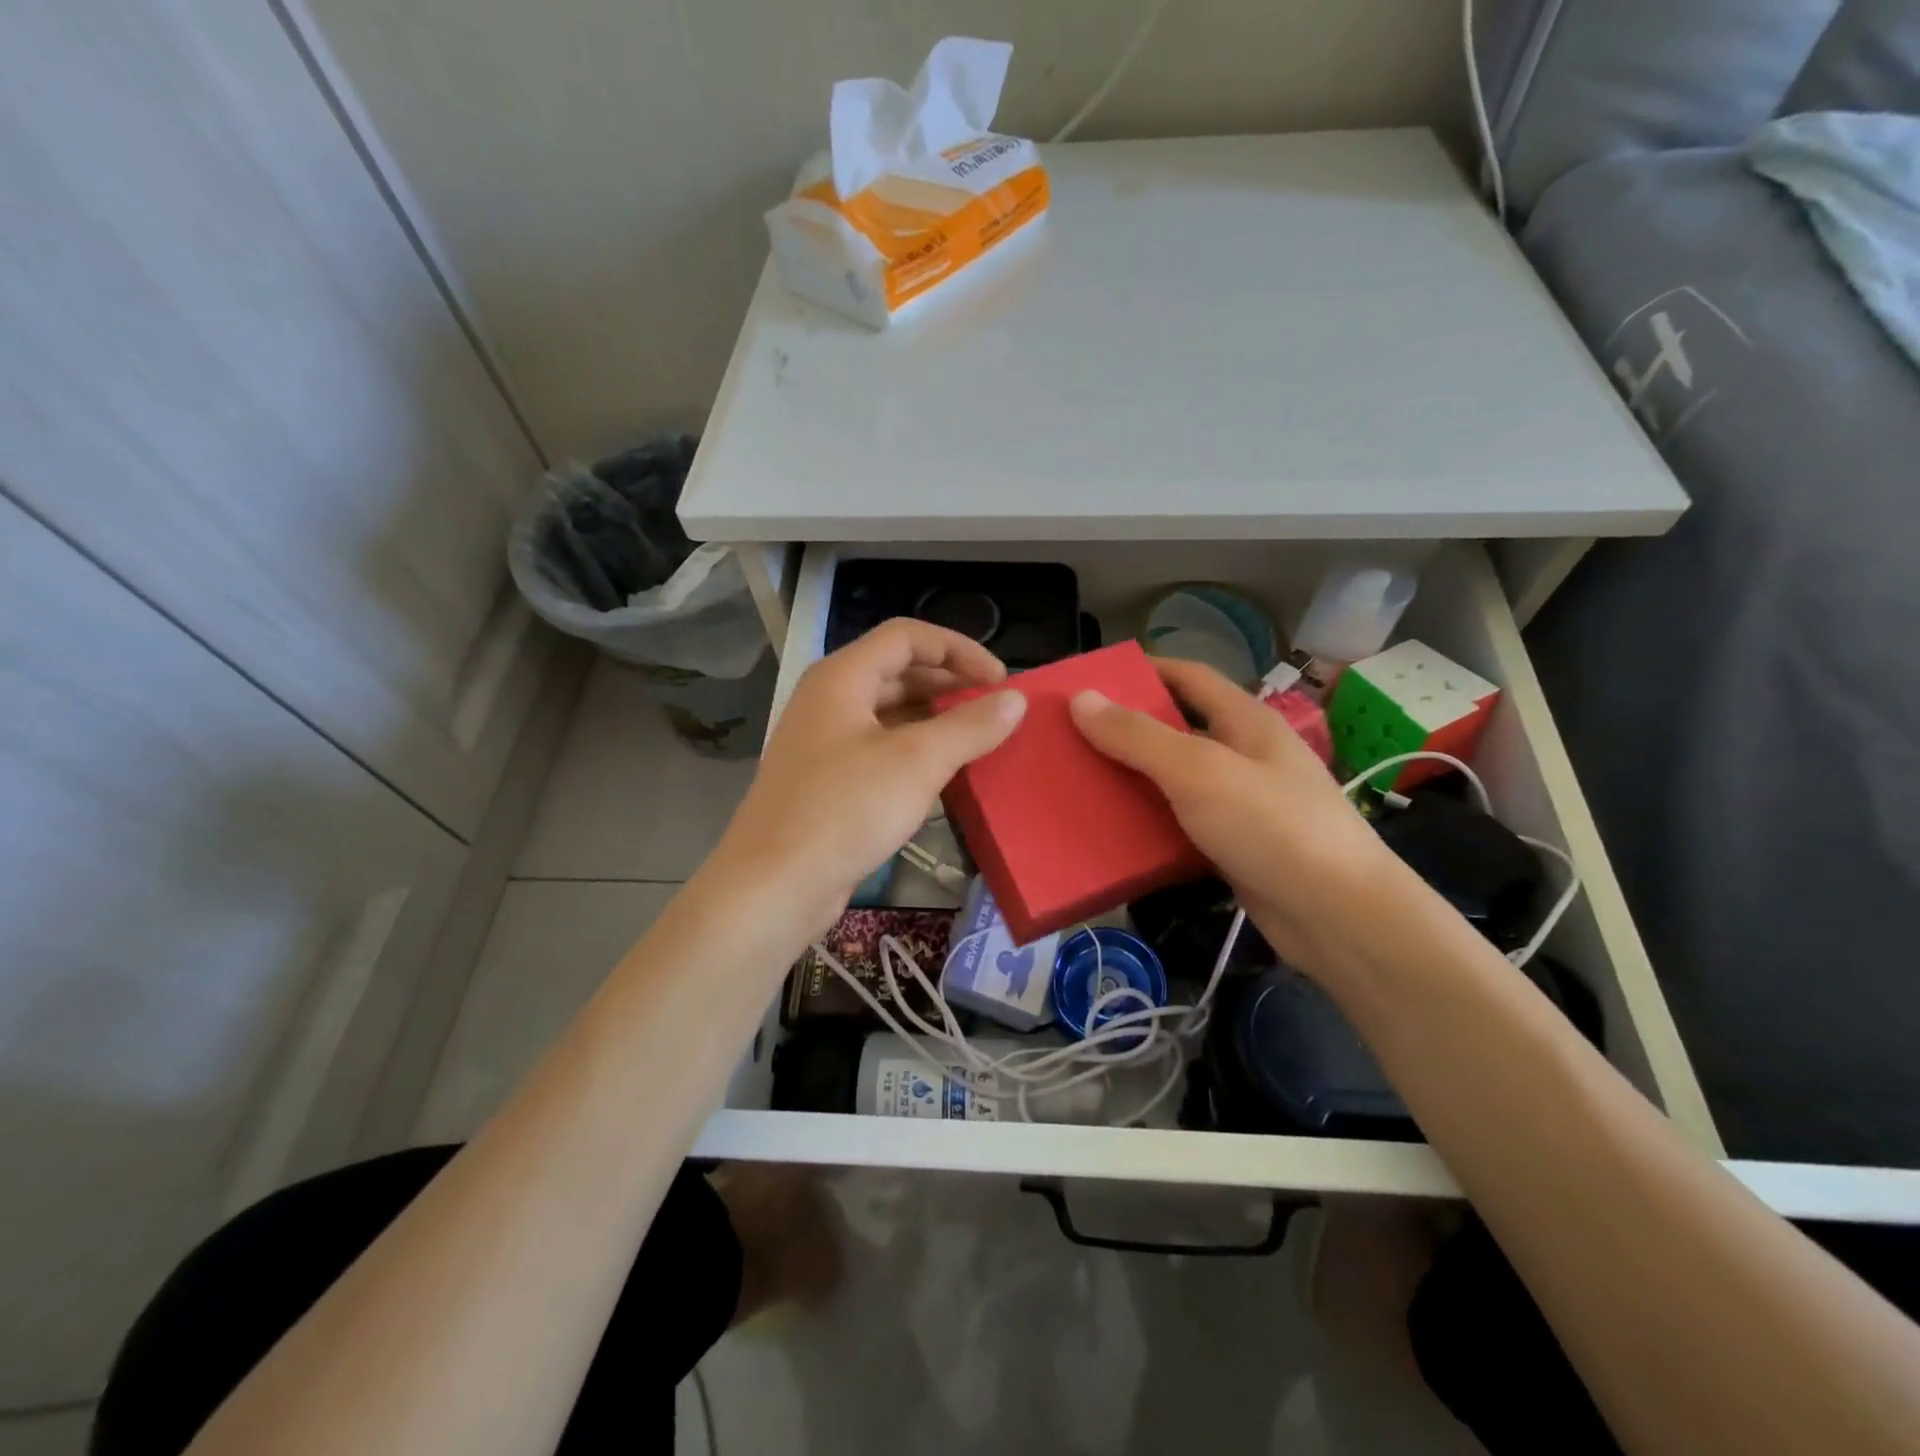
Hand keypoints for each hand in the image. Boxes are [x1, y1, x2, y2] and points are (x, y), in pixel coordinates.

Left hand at [710, 619, 1025, 934]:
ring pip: (889, 712)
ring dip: (935, 718)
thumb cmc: (846, 809)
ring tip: (978, 739)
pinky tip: (944, 773)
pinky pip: (879, 747)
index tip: (1001, 681)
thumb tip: (1016, 700)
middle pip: (898, 671)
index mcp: (842, 677)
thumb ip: (970, 726)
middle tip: (995, 709)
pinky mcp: (827, 779)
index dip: (959, 649)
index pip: (907, 636)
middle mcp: (829, 699)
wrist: (774, 885)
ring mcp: (824, 741)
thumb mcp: (918, 762)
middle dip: (950, 684)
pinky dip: (914, 750)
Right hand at [1069, 659, 1403, 978]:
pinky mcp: (1235, 846)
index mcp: (1245, 721)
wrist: (1337, 917)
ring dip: (1133, 778)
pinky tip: (1112, 832)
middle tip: (1071, 736)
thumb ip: (1138, 736)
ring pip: (1176, 779)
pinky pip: (1181, 823)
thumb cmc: (1271, 826)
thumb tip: (1081, 698)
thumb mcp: (1198, 771)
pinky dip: (1149, 822)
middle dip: (1127, 729)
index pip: (1189, 676)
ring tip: (1080, 782)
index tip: (1091, 681)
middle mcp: (1244, 755)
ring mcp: (1242, 803)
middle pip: (1177, 728)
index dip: (1142, 671)